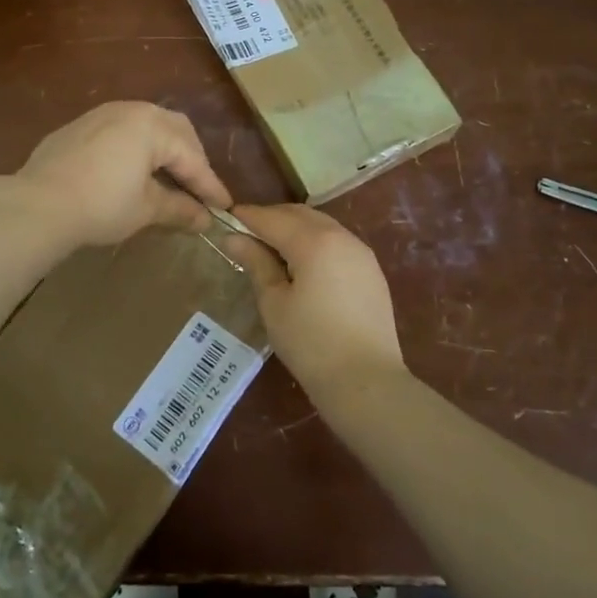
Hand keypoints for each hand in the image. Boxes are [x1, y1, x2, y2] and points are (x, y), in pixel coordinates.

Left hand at [13, 102, 232, 246]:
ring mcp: (101, 114)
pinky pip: (119, 131)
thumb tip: (205, 220)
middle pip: (174, 130)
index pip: (192, 158)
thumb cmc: (101, 205)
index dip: (210, 185)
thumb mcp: (145, 209)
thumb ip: (179, 209)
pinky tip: (131, 171)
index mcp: (153, 126)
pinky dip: (135, 149)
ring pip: (146, 125)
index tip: (224, 208)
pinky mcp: (78, 127)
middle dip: (190, 159)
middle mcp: (130, 110)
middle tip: (198, 189)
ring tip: (168, 178)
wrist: (37, 204)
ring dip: (163, 150)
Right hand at [228, 203, 406, 405]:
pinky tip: (302, 264)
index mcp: (314, 241)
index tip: (225, 220)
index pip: (272, 218)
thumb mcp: (274, 303)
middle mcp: (341, 236)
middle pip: (299, 215)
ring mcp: (361, 252)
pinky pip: (337, 242)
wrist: (367, 382)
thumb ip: (256, 263)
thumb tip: (233, 238)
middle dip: (271, 219)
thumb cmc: (311, 344)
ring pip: (321, 225)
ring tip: (271, 250)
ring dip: (294, 229)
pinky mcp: (371, 270)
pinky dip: (314, 242)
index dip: (247, 217)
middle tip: (245, 235)